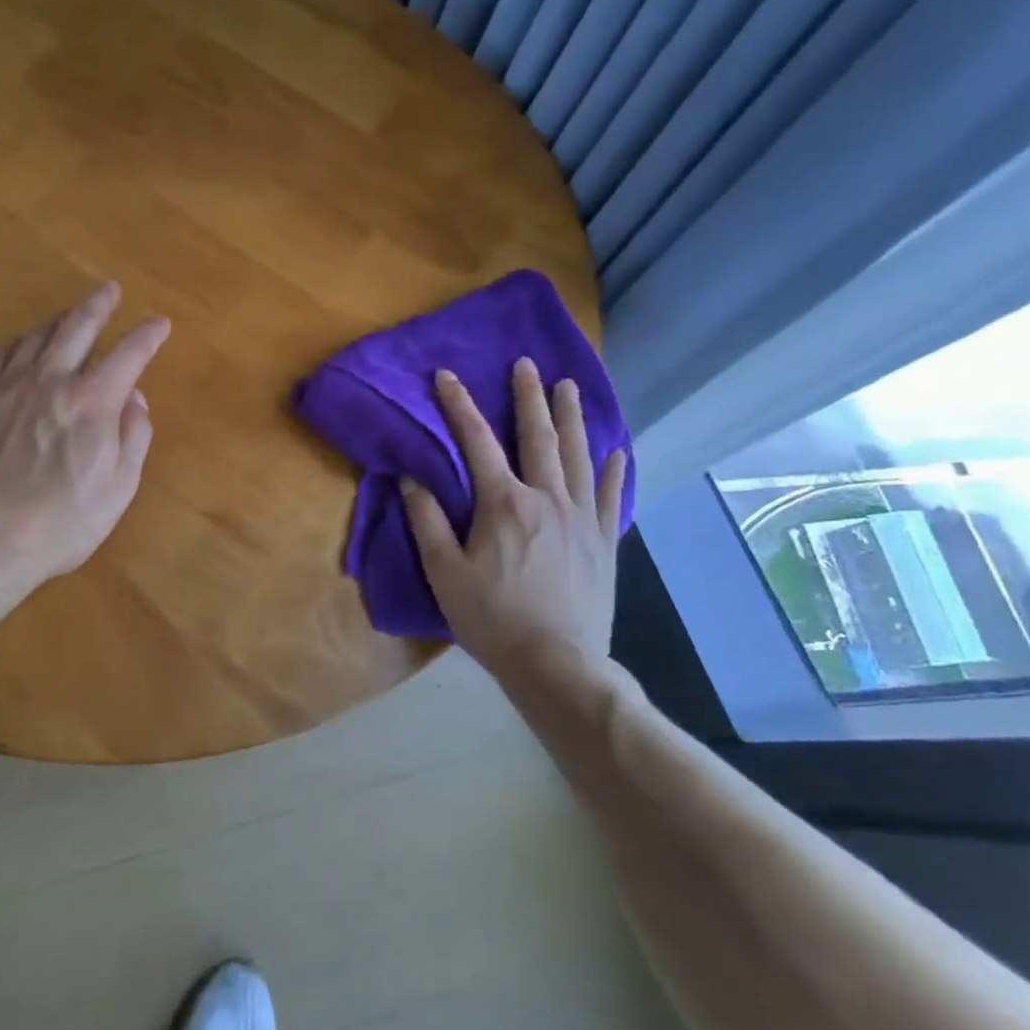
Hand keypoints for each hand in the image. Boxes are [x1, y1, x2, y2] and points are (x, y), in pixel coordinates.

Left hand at [0, 283, 169, 582]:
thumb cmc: (62, 522)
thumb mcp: (118, 488)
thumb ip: (134, 436)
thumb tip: (135, 399)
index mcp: (93, 401)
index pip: (129, 353)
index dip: (148, 334)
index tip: (159, 323)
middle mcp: (51, 380)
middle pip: (78, 327)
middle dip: (99, 305)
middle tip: (109, 290)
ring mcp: (8, 386)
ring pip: (37, 336)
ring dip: (60, 320)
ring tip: (70, 314)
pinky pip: (1, 356)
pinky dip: (20, 343)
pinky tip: (23, 344)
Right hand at [402, 359, 626, 686]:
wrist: (556, 664)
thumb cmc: (492, 618)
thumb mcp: (444, 572)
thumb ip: (427, 521)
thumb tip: (412, 478)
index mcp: (503, 503)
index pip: (476, 441)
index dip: (458, 405)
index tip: (446, 375)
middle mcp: (546, 498)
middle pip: (538, 436)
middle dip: (529, 397)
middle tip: (526, 365)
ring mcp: (582, 518)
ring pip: (578, 455)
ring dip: (572, 417)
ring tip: (569, 386)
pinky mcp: (603, 541)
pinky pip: (611, 495)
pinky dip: (614, 469)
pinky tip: (617, 450)